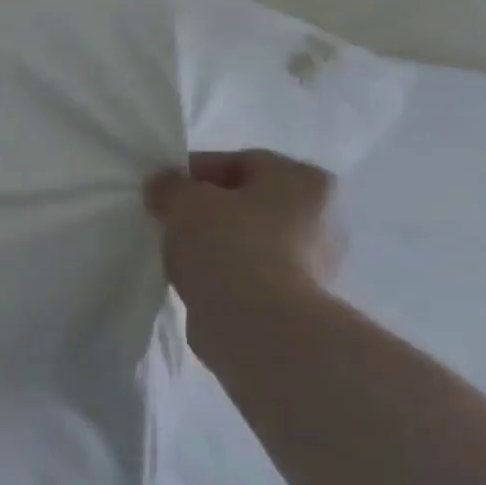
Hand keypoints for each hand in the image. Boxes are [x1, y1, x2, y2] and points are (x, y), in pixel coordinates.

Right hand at [143, 150, 341, 345]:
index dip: (194, 171)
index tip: (162, 189)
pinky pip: (252, 270)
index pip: (240, 161)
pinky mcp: (299, 297)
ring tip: (178, 250)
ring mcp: (316, 260)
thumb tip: (164, 184)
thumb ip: (169, 185)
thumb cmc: (227, 245)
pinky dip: (226, 269)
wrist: (257, 323)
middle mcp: (323, 215)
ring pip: (250, 237)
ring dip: (216, 240)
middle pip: (249, 200)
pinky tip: (197, 276)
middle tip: (169, 218)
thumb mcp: (183, 201)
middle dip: (208, 207)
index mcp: (303, 179)